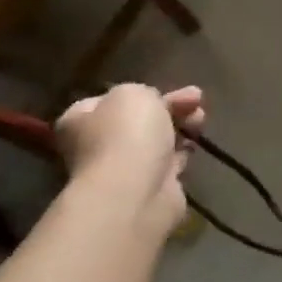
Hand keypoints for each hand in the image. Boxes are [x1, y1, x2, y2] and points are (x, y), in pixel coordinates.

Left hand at [56, 83, 204, 240]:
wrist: (135, 192)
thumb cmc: (126, 134)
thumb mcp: (133, 93)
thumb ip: (142, 92)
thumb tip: (151, 106)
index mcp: (80, 120)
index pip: (108, 101)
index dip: (139, 92)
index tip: (164, 89)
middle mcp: (96, 146)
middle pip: (138, 120)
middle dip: (170, 107)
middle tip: (196, 99)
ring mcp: (123, 170)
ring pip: (156, 141)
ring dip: (181, 126)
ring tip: (201, 118)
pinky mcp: (149, 189)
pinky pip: (168, 164)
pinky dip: (183, 152)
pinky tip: (195, 143)